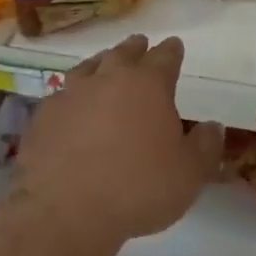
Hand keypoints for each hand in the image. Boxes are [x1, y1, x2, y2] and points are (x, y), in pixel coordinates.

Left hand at [16, 34, 221, 243]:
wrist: (64, 211)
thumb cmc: (138, 188)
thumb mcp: (189, 174)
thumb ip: (205, 146)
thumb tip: (212, 126)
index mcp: (148, 85)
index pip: (165, 57)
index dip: (172, 51)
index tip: (175, 45)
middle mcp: (109, 79)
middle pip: (124, 54)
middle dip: (135, 49)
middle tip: (140, 44)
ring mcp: (71, 95)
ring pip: (88, 68)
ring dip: (100, 64)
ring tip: (103, 64)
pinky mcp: (43, 117)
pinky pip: (61, 96)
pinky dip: (71, 97)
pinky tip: (71, 107)